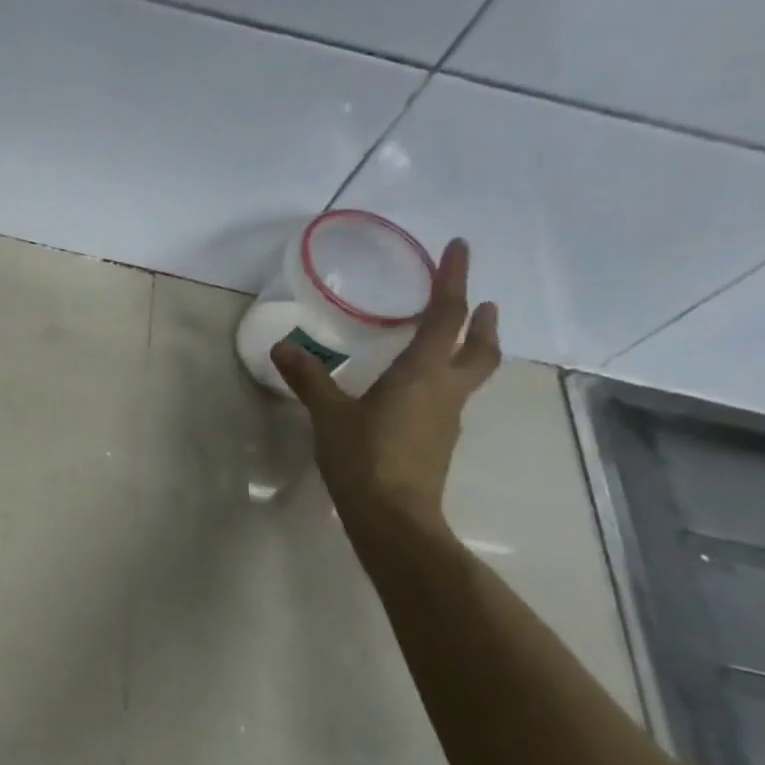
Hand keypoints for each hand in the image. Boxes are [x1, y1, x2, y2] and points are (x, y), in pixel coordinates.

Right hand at [271, 238, 500, 533]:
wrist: (393, 517)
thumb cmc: (364, 457)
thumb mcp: (329, 415)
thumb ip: (309, 379)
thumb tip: (282, 347)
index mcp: (423, 373)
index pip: (446, 315)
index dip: (454, 279)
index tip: (459, 247)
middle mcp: (445, 390)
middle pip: (480, 349)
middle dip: (482, 323)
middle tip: (482, 304)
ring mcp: (446, 419)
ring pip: (469, 375)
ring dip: (468, 351)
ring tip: (454, 341)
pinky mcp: (437, 442)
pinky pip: (448, 399)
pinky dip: (444, 382)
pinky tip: (417, 393)